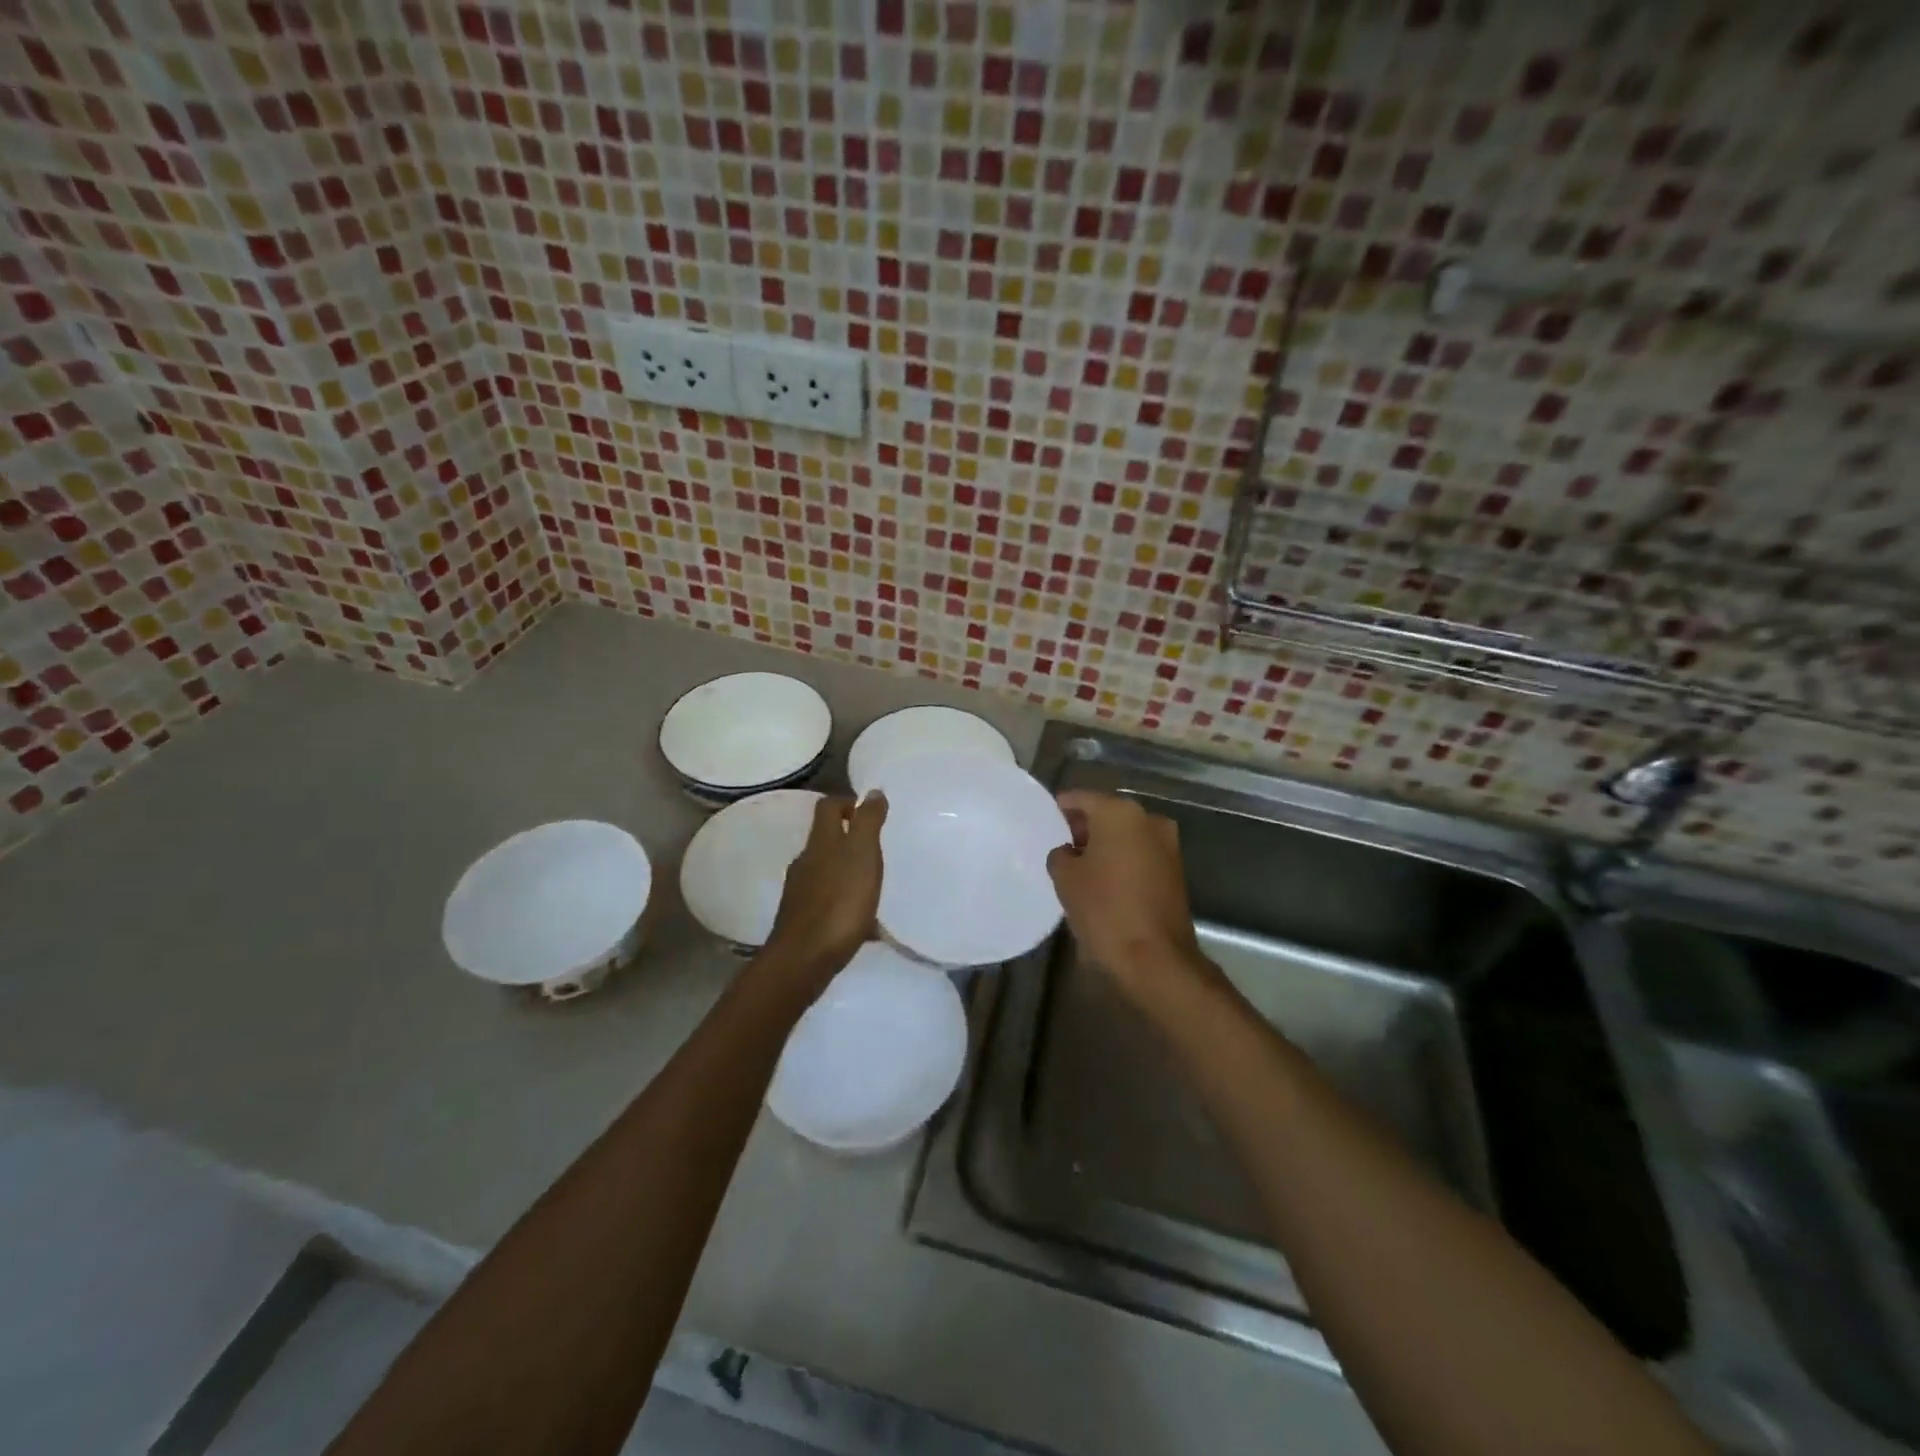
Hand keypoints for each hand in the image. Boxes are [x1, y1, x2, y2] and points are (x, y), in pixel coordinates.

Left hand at [763, 793, 887, 986]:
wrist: (803, 959)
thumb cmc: (840, 902)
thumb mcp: (862, 855)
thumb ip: (868, 822)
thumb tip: (872, 792)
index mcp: (821, 842)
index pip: (828, 807)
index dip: (847, 802)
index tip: (870, 811)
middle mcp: (806, 862)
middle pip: (826, 839)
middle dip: (850, 839)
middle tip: (877, 849)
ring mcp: (801, 892)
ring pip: (827, 872)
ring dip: (848, 873)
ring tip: (874, 886)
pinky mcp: (803, 920)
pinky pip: (829, 902)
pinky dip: (846, 904)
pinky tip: (864, 923)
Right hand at [1046, 791, 1204, 996]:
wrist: (1155, 959)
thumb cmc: (1104, 910)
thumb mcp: (1066, 879)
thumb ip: (1060, 855)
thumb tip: (1069, 852)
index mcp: (1120, 813)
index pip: (1082, 798)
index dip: (1062, 807)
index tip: (1047, 819)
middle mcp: (1149, 820)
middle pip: (1107, 814)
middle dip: (1084, 827)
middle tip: (1060, 843)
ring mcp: (1167, 845)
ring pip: (1126, 835)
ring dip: (1105, 845)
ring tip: (1079, 865)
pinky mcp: (1176, 871)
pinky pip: (1140, 855)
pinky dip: (1122, 860)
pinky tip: (1103, 880)